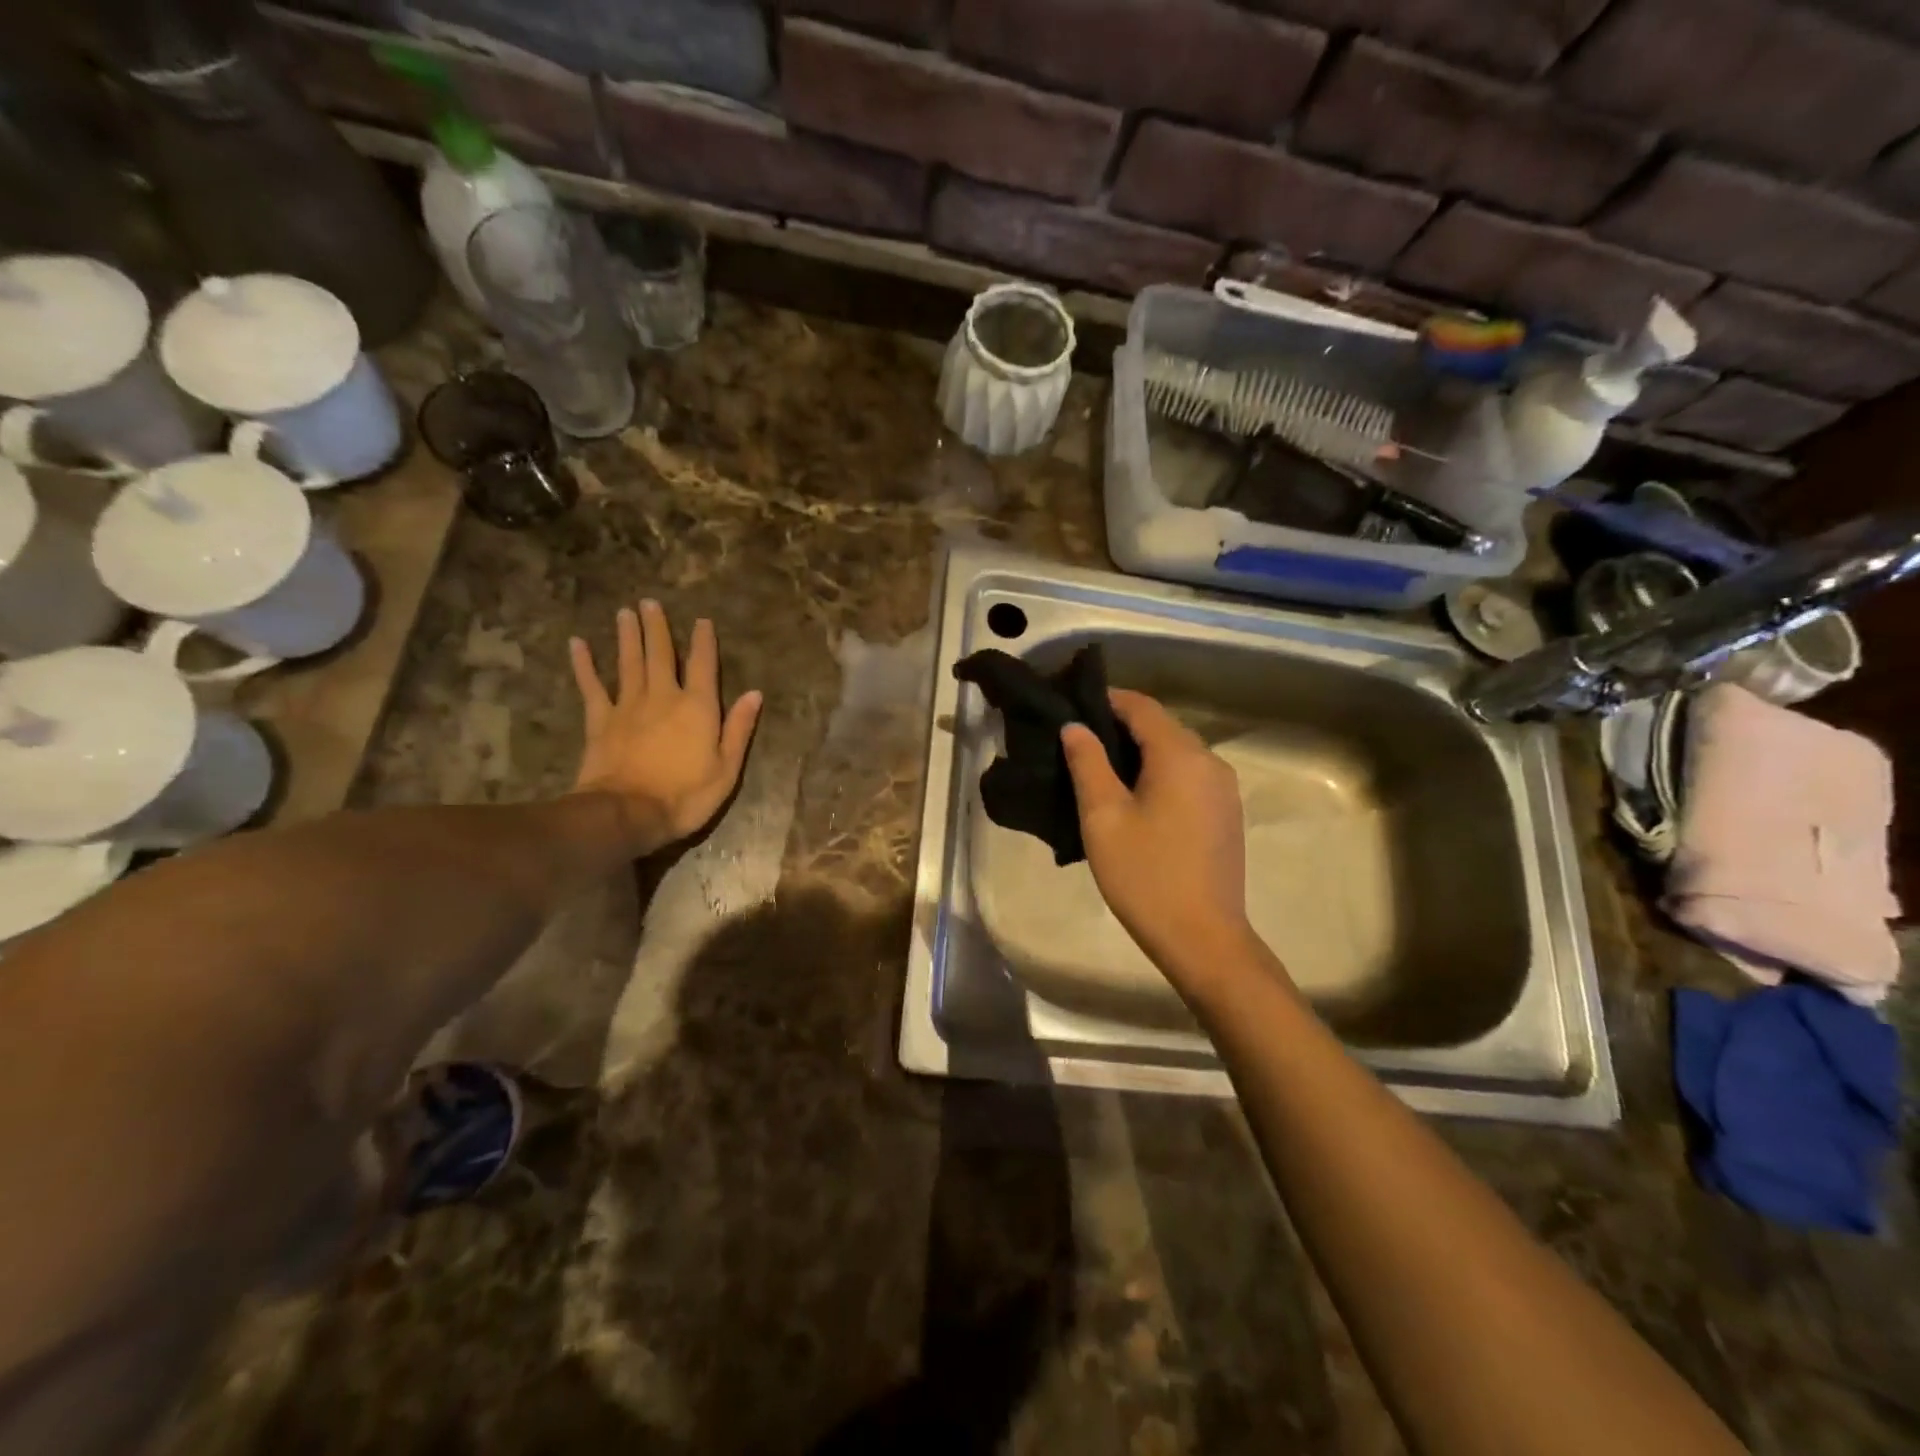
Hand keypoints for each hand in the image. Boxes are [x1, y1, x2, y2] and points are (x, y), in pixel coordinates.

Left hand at [569, 601, 761, 856]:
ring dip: (627, 636)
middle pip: (661, 654)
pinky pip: (591, 686)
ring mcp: (629, 706)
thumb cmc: (686, 795)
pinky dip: (584, 665)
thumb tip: (754, 694)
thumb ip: (739, 729)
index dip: (703, 642)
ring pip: (629, 662)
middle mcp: (664, 696)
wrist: (628, 813)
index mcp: (698, 707)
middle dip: (657, 628)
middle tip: (650, 603)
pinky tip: (577, 645)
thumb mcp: (727, 769)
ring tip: (625, 613)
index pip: (704, 666)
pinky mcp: (601, 720)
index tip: (702, 621)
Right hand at [1061, 690, 1254, 980]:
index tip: (1072, 707)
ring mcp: (1224, 789)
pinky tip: (1135, 797)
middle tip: (1079, 741)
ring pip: (1177, 752)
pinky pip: (1190, 776)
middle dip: (1121, 726)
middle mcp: (1211, 762)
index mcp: (1181, 755)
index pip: (1142, 707)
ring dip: (1141, 751)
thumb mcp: (1104, 817)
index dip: (1106, 700)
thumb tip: (1075, 727)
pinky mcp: (1227, 814)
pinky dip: (1161, 773)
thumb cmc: (1146, 875)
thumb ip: (1088, 763)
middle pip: (1162, 727)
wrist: (1203, 938)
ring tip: (1101, 769)